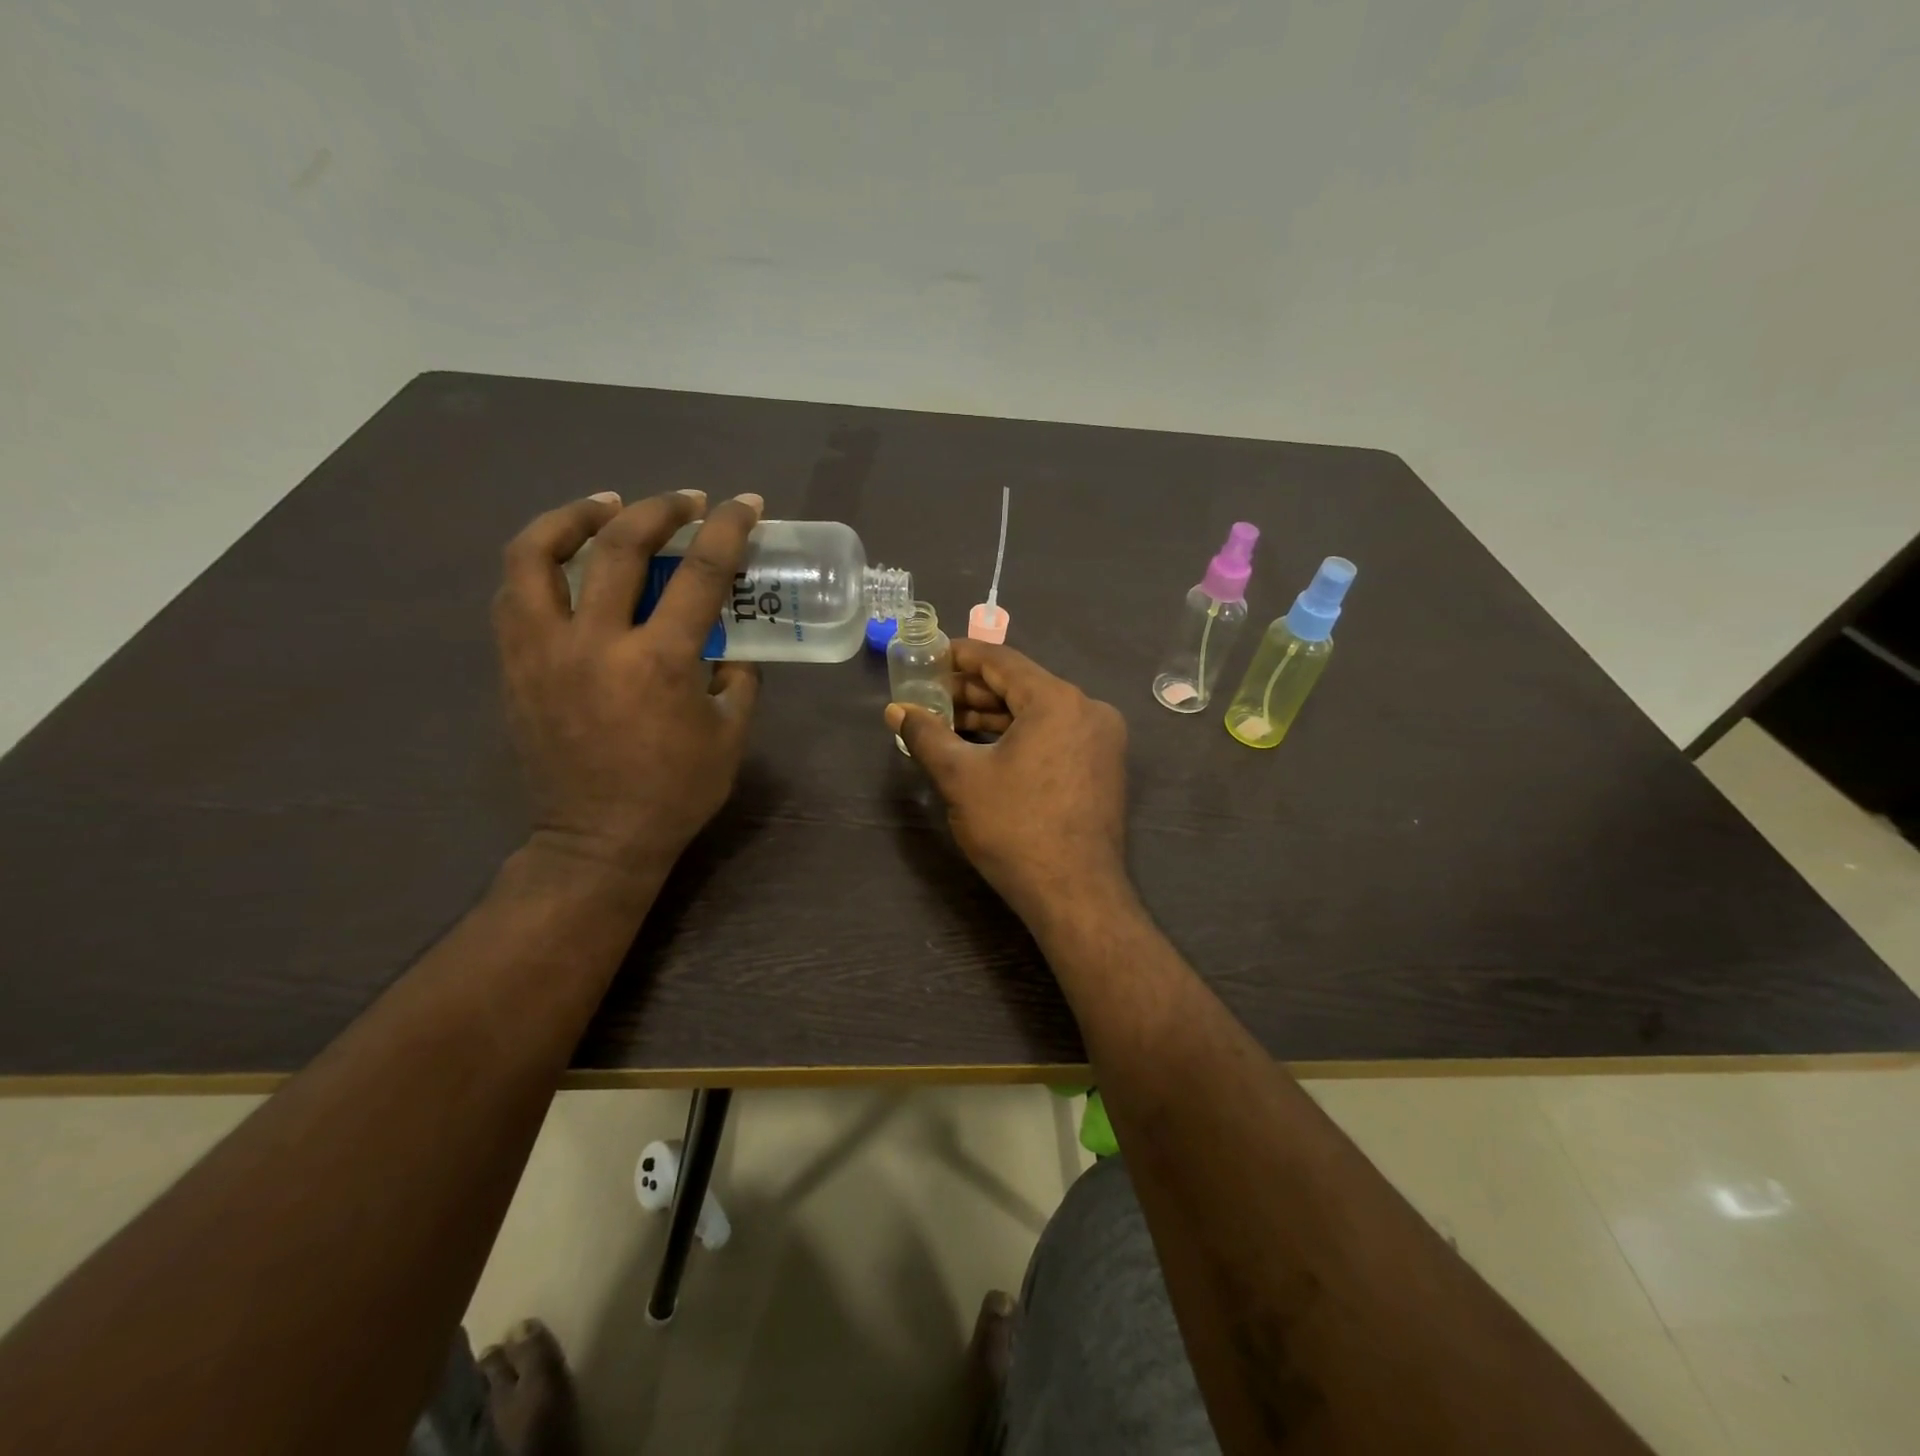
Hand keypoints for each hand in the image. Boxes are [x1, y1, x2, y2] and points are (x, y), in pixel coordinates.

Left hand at [494, 488, 762, 892]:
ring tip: (603, 506)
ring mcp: (544, 651)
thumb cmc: (675, 792)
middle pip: (618, 546)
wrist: (597, 840)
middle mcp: (596, 643)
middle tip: (683, 499)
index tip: (745, 504)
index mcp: (661, 662)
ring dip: (573, 517)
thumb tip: (730, 648)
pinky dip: (540, 564)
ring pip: (535, 555)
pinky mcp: (514, 666)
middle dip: (657, 509)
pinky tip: (564, 564)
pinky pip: (514, 595)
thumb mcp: (730, 737)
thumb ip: (738, 681)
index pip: (700, 574)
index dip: (727, 529)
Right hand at [886, 640, 1130, 925]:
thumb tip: (896, 710)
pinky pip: (1054, 736)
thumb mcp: (961, 777)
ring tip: (948, 723)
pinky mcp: (1102, 767)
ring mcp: (1100, 740)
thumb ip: (926, 735)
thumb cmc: (1015, 829)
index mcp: (1058, 700)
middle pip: (1021, 686)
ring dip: (994, 716)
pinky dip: (1019, 736)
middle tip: (931, 696)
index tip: (930, 656)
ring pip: (1038, 713)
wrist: (1075, 894)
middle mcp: (1088, 710)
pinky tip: (984, 747)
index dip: (961, 655)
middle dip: (973, 691)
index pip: (1002, 661)